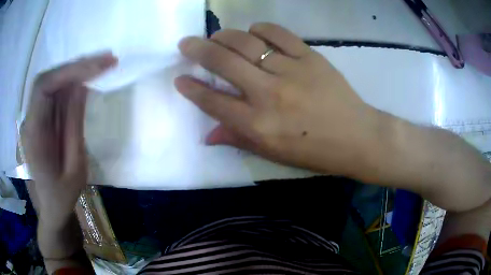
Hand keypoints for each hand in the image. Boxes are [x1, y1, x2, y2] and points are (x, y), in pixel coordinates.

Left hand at [21, 53, 116, 227]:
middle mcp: (30, 119)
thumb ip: (74, 126)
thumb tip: (81, 87)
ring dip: (76, 71)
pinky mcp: (41, 118)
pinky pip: (55, 92)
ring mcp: (34, 117)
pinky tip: (88, 79)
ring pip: (52, 82)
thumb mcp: (75, 168)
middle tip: (106, 60)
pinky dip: (72, 82)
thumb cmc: (62, 196)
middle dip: (76, 66)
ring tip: (102, 65)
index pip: (44, 87)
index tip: (98, 66)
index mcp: (34, 134)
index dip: (69, 71)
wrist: (51, 207)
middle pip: (48, 78)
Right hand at [175, 23, 378, 176]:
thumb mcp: (274, 154)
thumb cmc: (315, 152)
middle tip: (186, 43)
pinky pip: (279, 34)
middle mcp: (268, 94)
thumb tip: (208, 136)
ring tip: (216, 36)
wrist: (356, 137)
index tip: (179, 78)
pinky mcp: (310, 57)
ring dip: (224, 36)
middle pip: (223, 63)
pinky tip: (253, 32)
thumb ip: (239, 140)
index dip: (191, 88)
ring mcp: (290, 71)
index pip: (213, 101)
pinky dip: (261, 29)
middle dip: (197, 50)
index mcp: (258, 124)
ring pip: (247, 43)